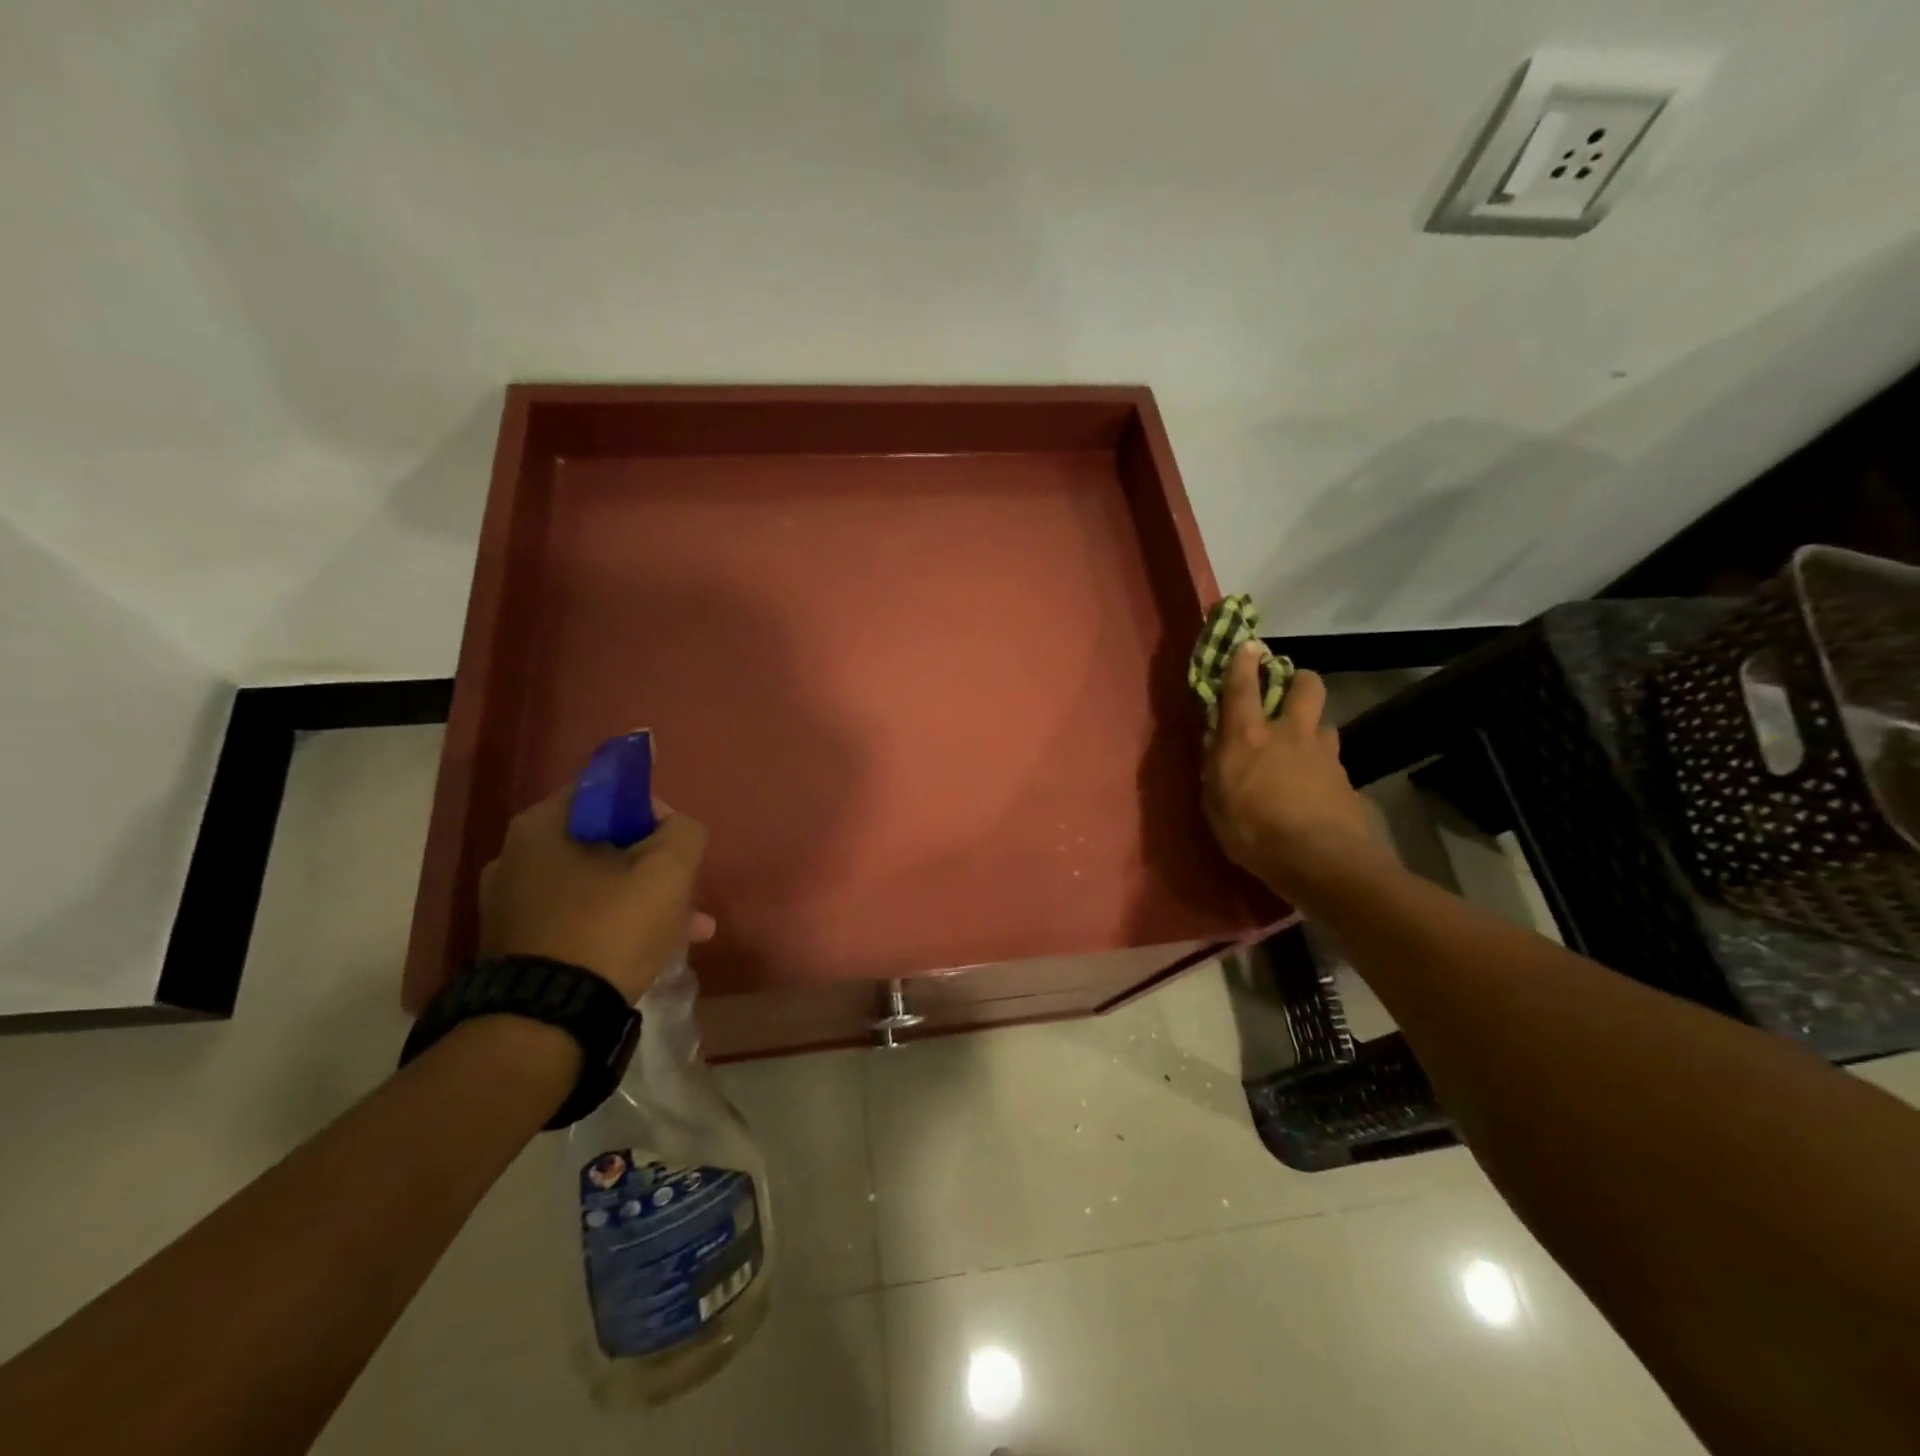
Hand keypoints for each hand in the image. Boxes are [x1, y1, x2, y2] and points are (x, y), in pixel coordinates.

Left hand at [477, 788, 715, 1003]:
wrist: (546, 1024)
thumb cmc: (608, 928)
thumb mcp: (668, 869)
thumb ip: (684, 831)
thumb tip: (677, 829)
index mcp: (541, 827)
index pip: (606, 791)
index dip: (650, 808)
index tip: (676, 839)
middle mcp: (515, 859)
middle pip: (605, 842)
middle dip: (654, 863)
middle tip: (686, 888)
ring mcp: (511, 907)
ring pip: (597, 886)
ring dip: (644, 899)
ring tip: (690, 928)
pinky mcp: (518, 948)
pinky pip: (580, 920)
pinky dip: (617, 926)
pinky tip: (657, 949)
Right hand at [1202, 646, 1386, 895]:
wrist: (1321, 861)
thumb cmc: (1253, 832)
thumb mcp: (1215, 802)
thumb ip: (1213, 767)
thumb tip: (1213, 743)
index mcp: (1248, 737)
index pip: (1242, 687)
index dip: (1243, 662)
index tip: (1248, 644)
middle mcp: (1289, 734)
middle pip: (1305, 686)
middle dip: (1297, 681)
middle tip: (1288, 692)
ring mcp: (1324, 754)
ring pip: (1324, 724)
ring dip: (1312, 729)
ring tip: (1301, 750)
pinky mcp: (1346, 780)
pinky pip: (1332, 761)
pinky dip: (1322, 767)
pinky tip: (1315, 790)